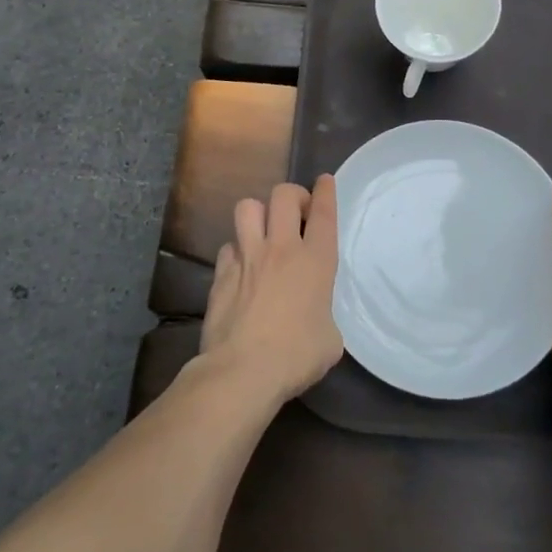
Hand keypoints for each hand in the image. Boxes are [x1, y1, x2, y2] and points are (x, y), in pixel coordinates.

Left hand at [200, 177, 343, 405]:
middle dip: (292, 195)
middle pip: (283, 195)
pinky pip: (229, 246)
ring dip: (259, 213)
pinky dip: (236, 251)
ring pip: (248, 207)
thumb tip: (314, 316)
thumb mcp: (330, 338)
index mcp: (316, 261)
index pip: (324, 212)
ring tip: (264, 230)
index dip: (326, 191)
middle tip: (297, 213)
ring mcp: (248, 257)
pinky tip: (241, 267)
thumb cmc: (297, 356)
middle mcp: (281, 249)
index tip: (324, 180)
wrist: (243, 371)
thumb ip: (324, 314)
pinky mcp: (221, 273)